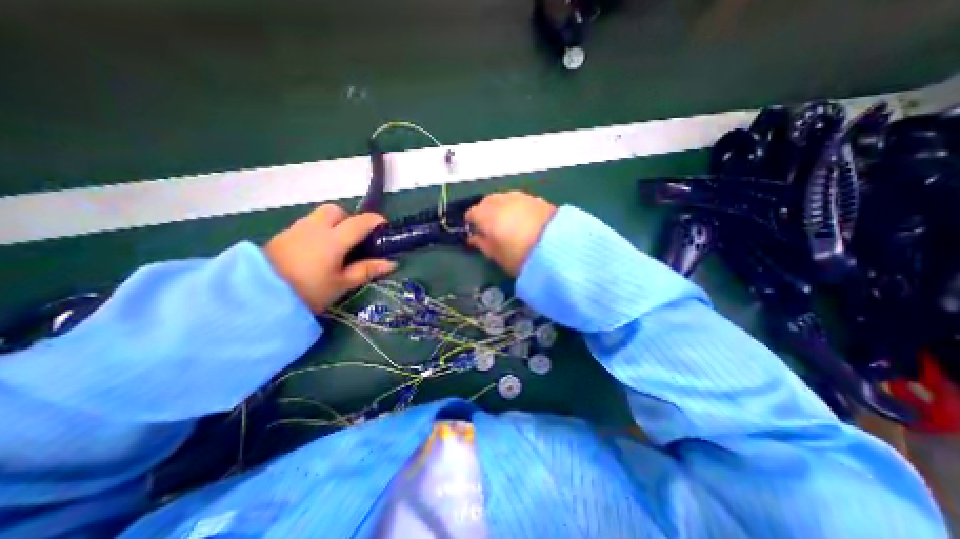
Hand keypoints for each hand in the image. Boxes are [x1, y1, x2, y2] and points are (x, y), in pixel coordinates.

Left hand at [262, 203, 396, 314]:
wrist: (257, 298)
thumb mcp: (342, 284)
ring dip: (332, 224)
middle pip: (336, 211)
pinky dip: (316, 231)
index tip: (384, 228)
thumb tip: (392, 263)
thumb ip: (366, 270)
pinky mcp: (281, 236)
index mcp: (333, 240)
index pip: (360, 222)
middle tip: (355, 238)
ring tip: (335, 246)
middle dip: (349, 219)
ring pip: (318, 216)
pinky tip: (315, 252)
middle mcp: (314, 228)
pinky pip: (305, 225)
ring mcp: (295, 230)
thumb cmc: (308, 292)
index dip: (376, 221)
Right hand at [464, 189, 555, 275]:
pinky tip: (522, 219)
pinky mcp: (535, 198)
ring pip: (503, 198)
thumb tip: (473, 237)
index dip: (472, 222)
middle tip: (490, 227)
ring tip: (507, 223)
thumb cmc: (521, 256)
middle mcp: (501, 201)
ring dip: (500, 207)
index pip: (472, 213)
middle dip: (485, 212)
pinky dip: (515, 207)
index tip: (476, 232)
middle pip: (486, 202)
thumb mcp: (496, 256)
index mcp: (487, 215)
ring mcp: (519, 197)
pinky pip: (518, 199)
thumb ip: (481, 244)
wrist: (558, 247)